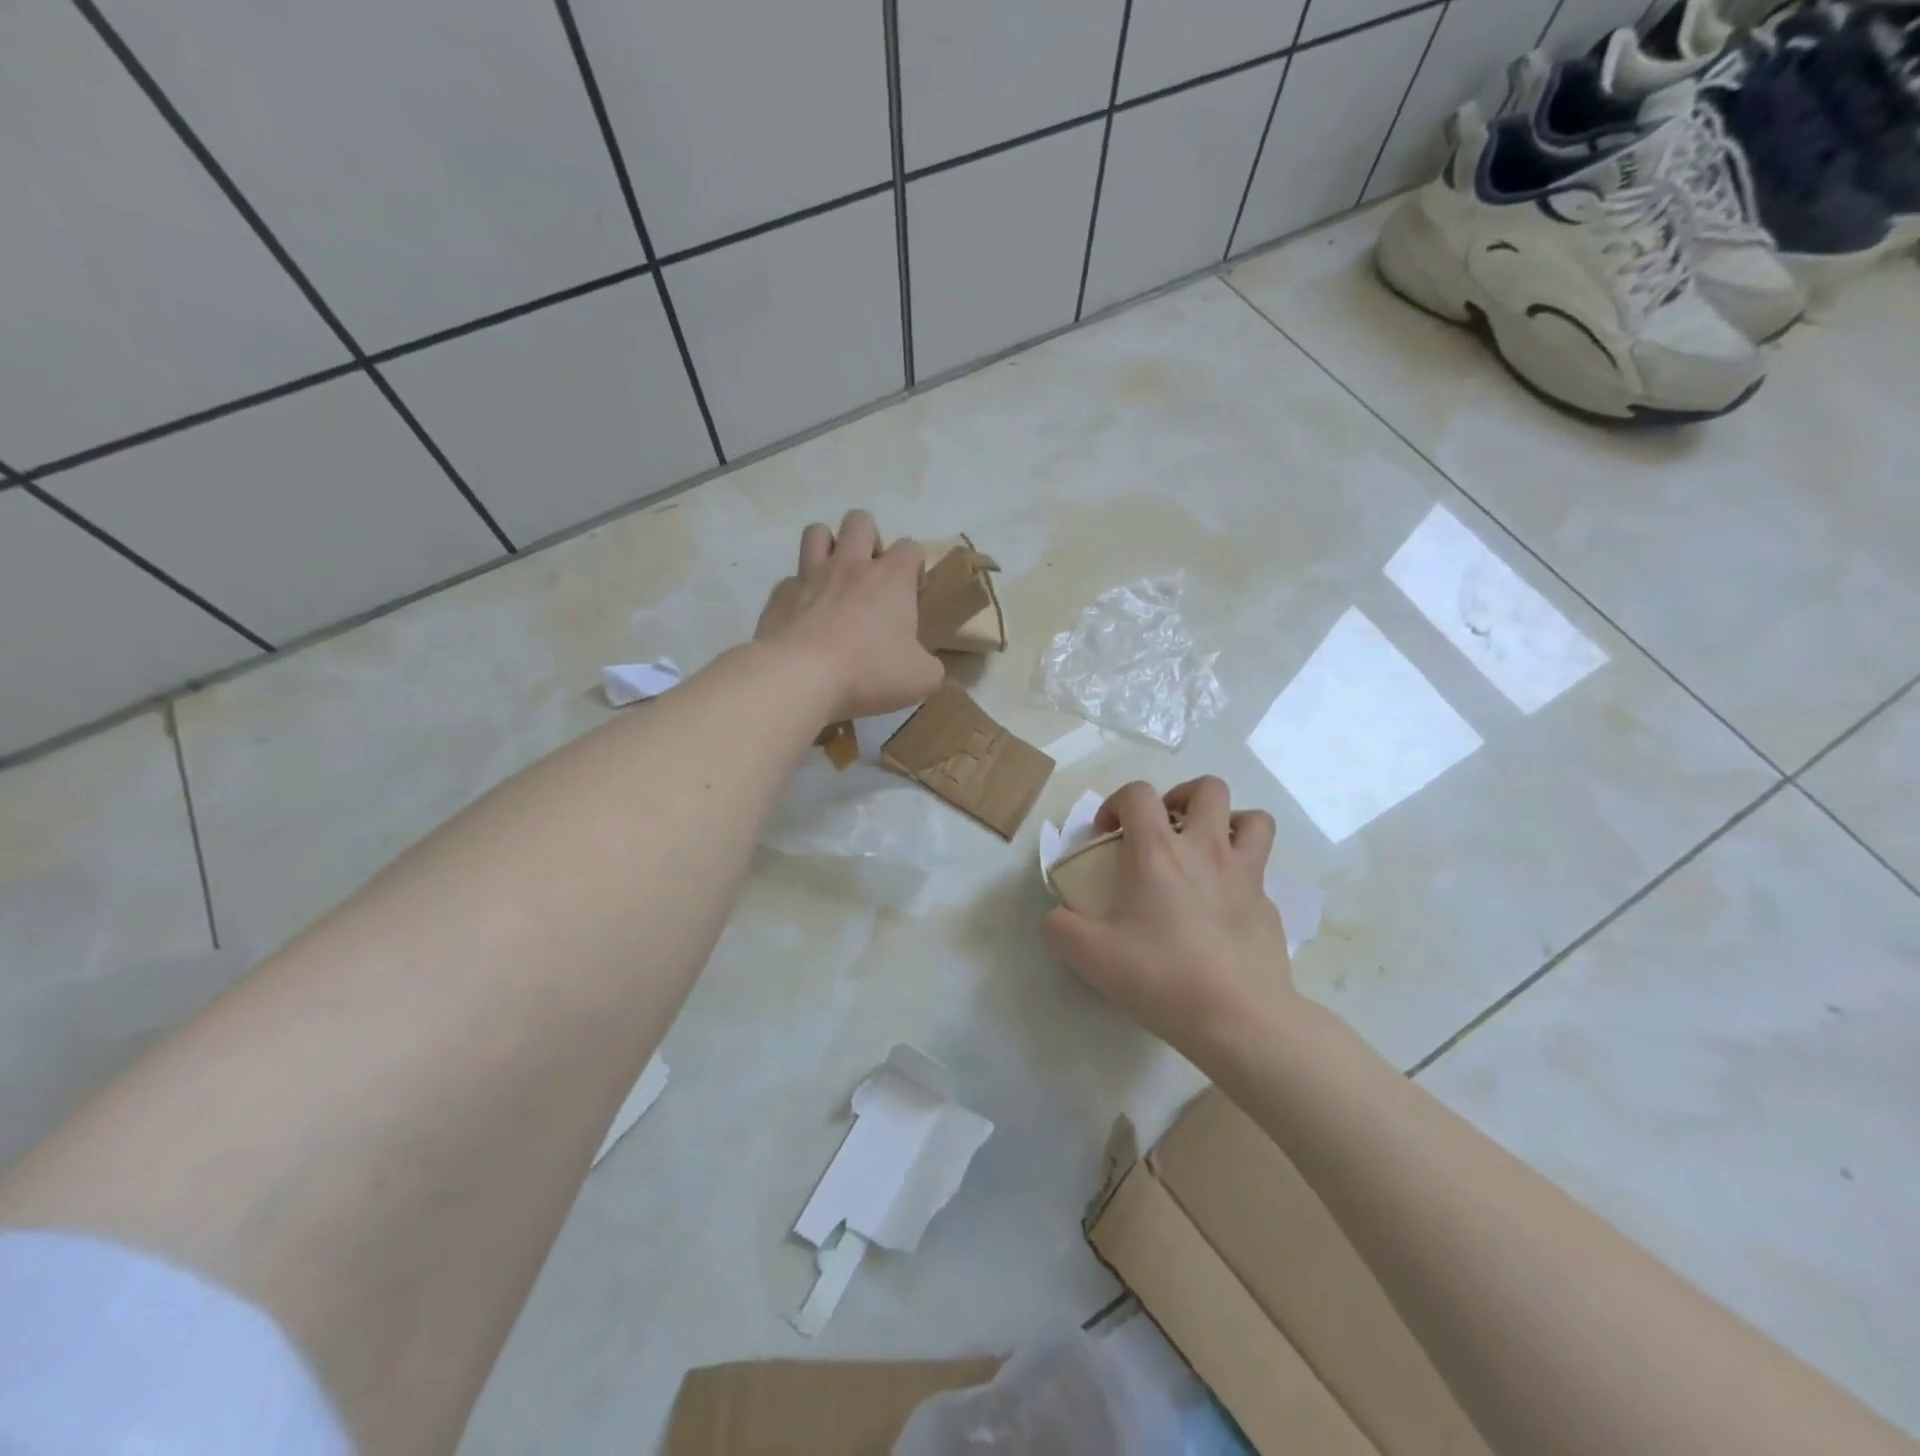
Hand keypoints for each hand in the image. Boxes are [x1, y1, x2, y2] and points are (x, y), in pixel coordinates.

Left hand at [754, 510, 945, 722]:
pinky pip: (790, 579)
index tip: (913, 595)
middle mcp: (850, 565)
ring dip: (828, 547)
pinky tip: (804, 616)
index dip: (915, 566)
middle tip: (872, 577)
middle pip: (860, 521)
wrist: (800, 676)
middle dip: (869, 539)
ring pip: (817, 532)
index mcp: (891, 578)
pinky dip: (799, 592)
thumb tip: (925, 666)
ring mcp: (810, 576)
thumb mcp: (921, 678)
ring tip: (834, 579)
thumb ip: (930, 666)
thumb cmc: (869, 671)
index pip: (911, 548)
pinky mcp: (780, 595)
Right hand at [1042, 777, 1298, 1061]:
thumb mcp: (1090, 957)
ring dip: (1228, 823)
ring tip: (1207, 849)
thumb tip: (1056, 916)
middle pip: (1208, 788)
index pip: (1138, 793)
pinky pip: (1261, 871)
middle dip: (1182, 796)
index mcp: (1158, 852)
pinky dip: (1242, 873)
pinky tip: (1224, 905)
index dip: (1116, 802)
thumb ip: (1061, 928)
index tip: (1107, 835)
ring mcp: (1246, 875)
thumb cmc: (1161, 977)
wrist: (1239, 1019)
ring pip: (1253, 819)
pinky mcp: (1270, 905)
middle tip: (1165, 829)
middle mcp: (1206, 849)